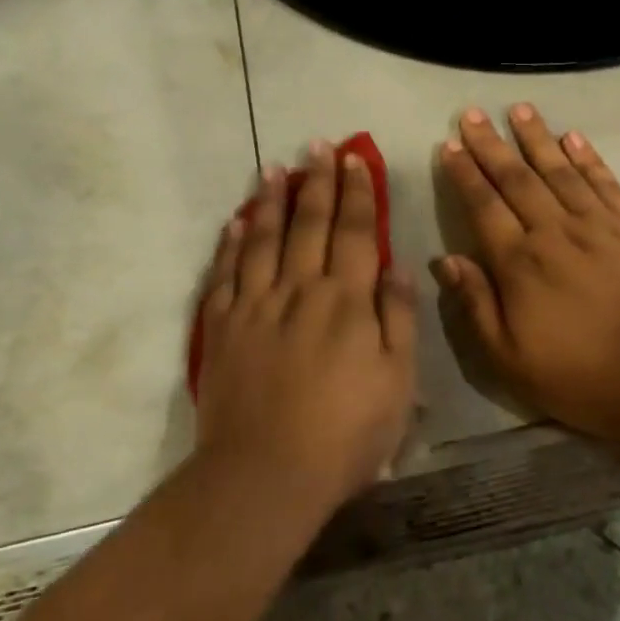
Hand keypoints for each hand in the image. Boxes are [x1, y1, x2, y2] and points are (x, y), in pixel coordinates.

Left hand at [195, 141, 417, 504]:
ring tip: (274, 169)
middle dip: (316, 183)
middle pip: (309, 225)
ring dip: (270, 201)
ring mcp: (255, 307)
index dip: (358, 194)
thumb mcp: (398, 382)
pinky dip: (231, 244)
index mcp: (347, 302)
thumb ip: (398, 319)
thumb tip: (397, 267)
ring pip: (263, 239)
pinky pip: (225, 274)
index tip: (355, 160)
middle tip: (317, 147)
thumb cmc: (347, 434)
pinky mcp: (221, 328)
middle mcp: (300, 291)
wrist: (267, 473)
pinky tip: (235, 223)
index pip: (356, 233)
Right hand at [433, 105, 619, 440]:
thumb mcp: (511, 358)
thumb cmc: (582, 374)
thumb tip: (447, 260)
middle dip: (491, 144)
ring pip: (560, 169)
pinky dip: (588, 157)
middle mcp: (554, 231)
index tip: (449, 146)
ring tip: (519, 109)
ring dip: (537, 137)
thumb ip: (477, 306)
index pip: (484, 206)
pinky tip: (574, 137)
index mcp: (519, 263)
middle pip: (517, 178)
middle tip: (471, 114)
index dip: (464, 174)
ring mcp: (598, 224)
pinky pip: (605, 182)